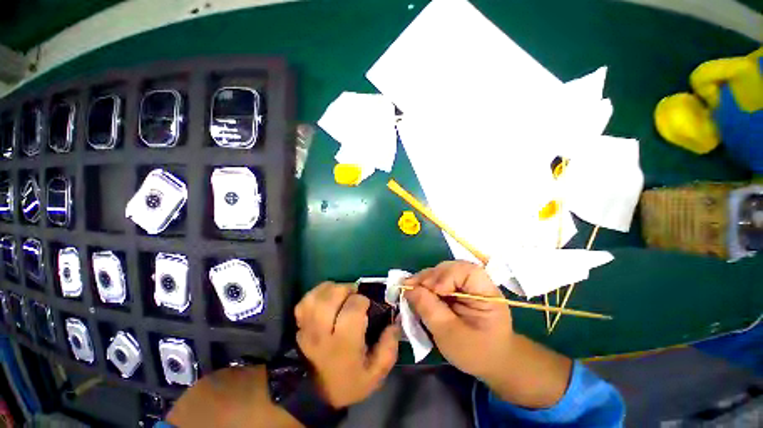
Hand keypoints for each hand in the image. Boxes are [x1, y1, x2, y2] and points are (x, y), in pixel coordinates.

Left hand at [295, 282, 399, 407]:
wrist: (315, 395)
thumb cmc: (348, 382)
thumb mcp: (375, 374)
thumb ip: (389, 348)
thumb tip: (395, 322)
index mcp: (344, 343)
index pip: (353, 309)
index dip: (363, 301)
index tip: (367, 306)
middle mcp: (323, 332)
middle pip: (332, 297)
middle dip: (347, 289)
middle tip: (354, 296)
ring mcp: (308, 327)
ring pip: (317, 296)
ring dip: (332, 289)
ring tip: (341, 295)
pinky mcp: (300, 324)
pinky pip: (305, 300)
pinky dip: (317, 293)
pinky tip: (327, 298)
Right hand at [404, 261, 513, 379]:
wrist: (491, 361)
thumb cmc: (475, 352)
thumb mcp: (449, 334)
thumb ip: (429, 309)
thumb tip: (408, 289)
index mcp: (487, 294)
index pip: (467, 271)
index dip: (446, 275)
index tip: (431, 290)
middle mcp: (478, 283)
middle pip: (452, 268)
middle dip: (431, 276)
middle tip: (412, 287)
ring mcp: (469, 284)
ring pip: (444, 271)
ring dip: (427, 279)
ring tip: (413, 289)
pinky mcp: (460, 289)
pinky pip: (441, 279)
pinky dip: (429, 284)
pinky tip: (420, 291)